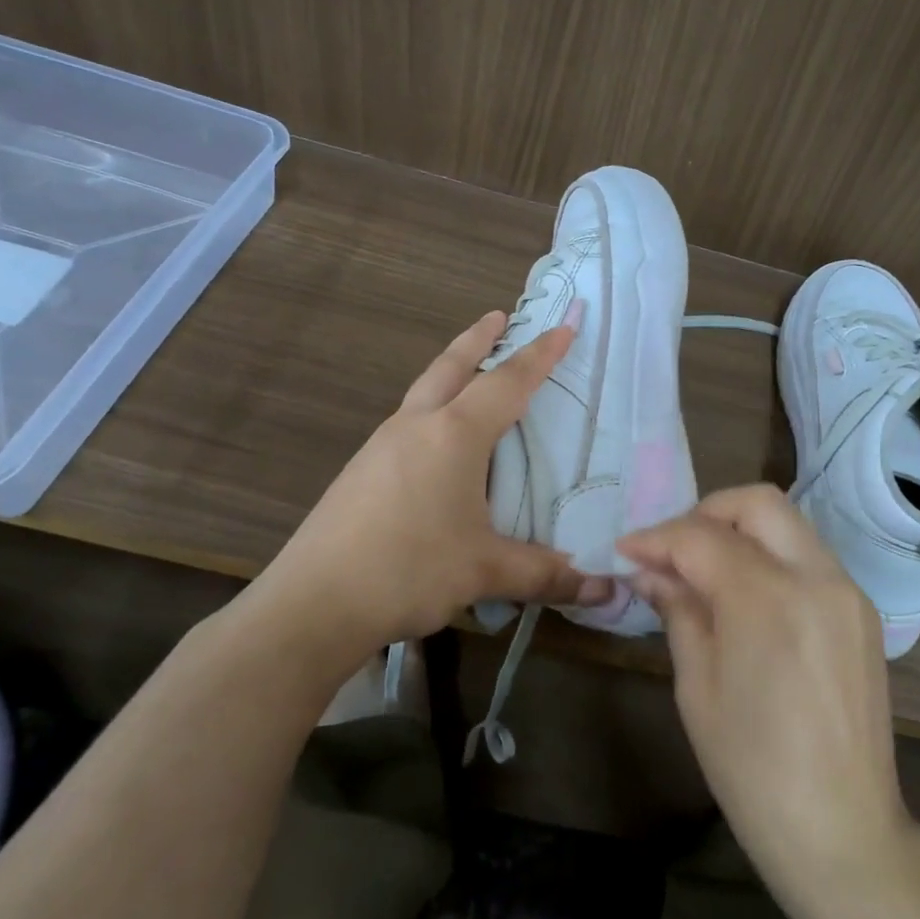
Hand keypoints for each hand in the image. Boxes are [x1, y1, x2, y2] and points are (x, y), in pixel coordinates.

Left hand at [243, 311, 609, 671]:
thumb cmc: (409, 570)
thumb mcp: (486, 571)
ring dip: (451, 371)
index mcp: (453, 435)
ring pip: (423, 391)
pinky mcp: (360, 471)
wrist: (314, 602)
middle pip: (451, 366)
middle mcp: (415, 426)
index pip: (507, 383)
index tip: (563, 327)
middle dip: (478, 338)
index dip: (540, 355)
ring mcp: (380, 446)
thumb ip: (547, 574)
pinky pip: (406, 422)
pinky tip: (435, 441)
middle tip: (499, 316)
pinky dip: (431, 409)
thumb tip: (605, 590)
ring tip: (471, 374)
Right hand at [618, 485, 915, 901]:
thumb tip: (651, 571)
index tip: (627, 551)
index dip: (657, 538)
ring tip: (702, 569)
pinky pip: (809, 556)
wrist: (842, 830)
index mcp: (769, 599)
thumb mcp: (697, 687)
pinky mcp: (862, 611)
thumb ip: (678, 611)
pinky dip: (770, 556)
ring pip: (788, 524)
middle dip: (705, 513)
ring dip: (740, 531)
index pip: (701, 538)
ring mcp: (847, 591)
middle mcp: (817, 577)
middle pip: (758, 503)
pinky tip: (745, 594)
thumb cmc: (752, 769)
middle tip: (671, 550)